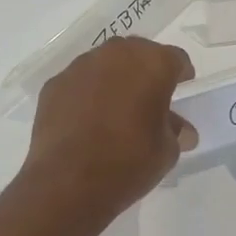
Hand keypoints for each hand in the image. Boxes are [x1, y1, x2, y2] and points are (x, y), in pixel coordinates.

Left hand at [24, 37, 197, 215]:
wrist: (68, 182)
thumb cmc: (129, 162)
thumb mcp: (166, 151)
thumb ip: (175, 132)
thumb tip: (181, 131)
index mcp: (152, 64)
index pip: (175, 59)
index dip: (181, 75)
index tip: (181, 92)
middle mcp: (116, 54)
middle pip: (138, 53)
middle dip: (146, 72)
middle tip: (149, 99)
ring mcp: (80, 67)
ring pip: (105, 64)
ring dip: (114, 80)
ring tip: (115, 110)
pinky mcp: (54, 85)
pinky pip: (79, 82)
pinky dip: (86, 94)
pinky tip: (87, 121)